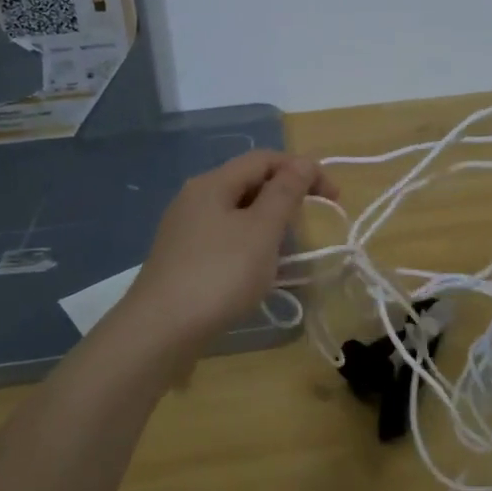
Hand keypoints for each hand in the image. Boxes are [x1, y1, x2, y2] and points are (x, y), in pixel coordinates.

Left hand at [116, 151, 336, 372]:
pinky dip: (248, 245)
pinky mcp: (181, 258)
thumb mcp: (262, 231)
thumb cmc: (219, 275)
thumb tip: (302, 162)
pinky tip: (255, 272)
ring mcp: (184, 229)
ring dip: (268, 224)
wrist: (159, 332)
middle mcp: (195, 198)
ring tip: (286, 253)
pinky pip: (224, 237)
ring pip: (237, 212)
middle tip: (308, 226)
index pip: (265, 158)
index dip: (303, 170)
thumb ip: (285, 192)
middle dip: (285, 197)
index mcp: (213, 183)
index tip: (333, 197)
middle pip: (249, 182)